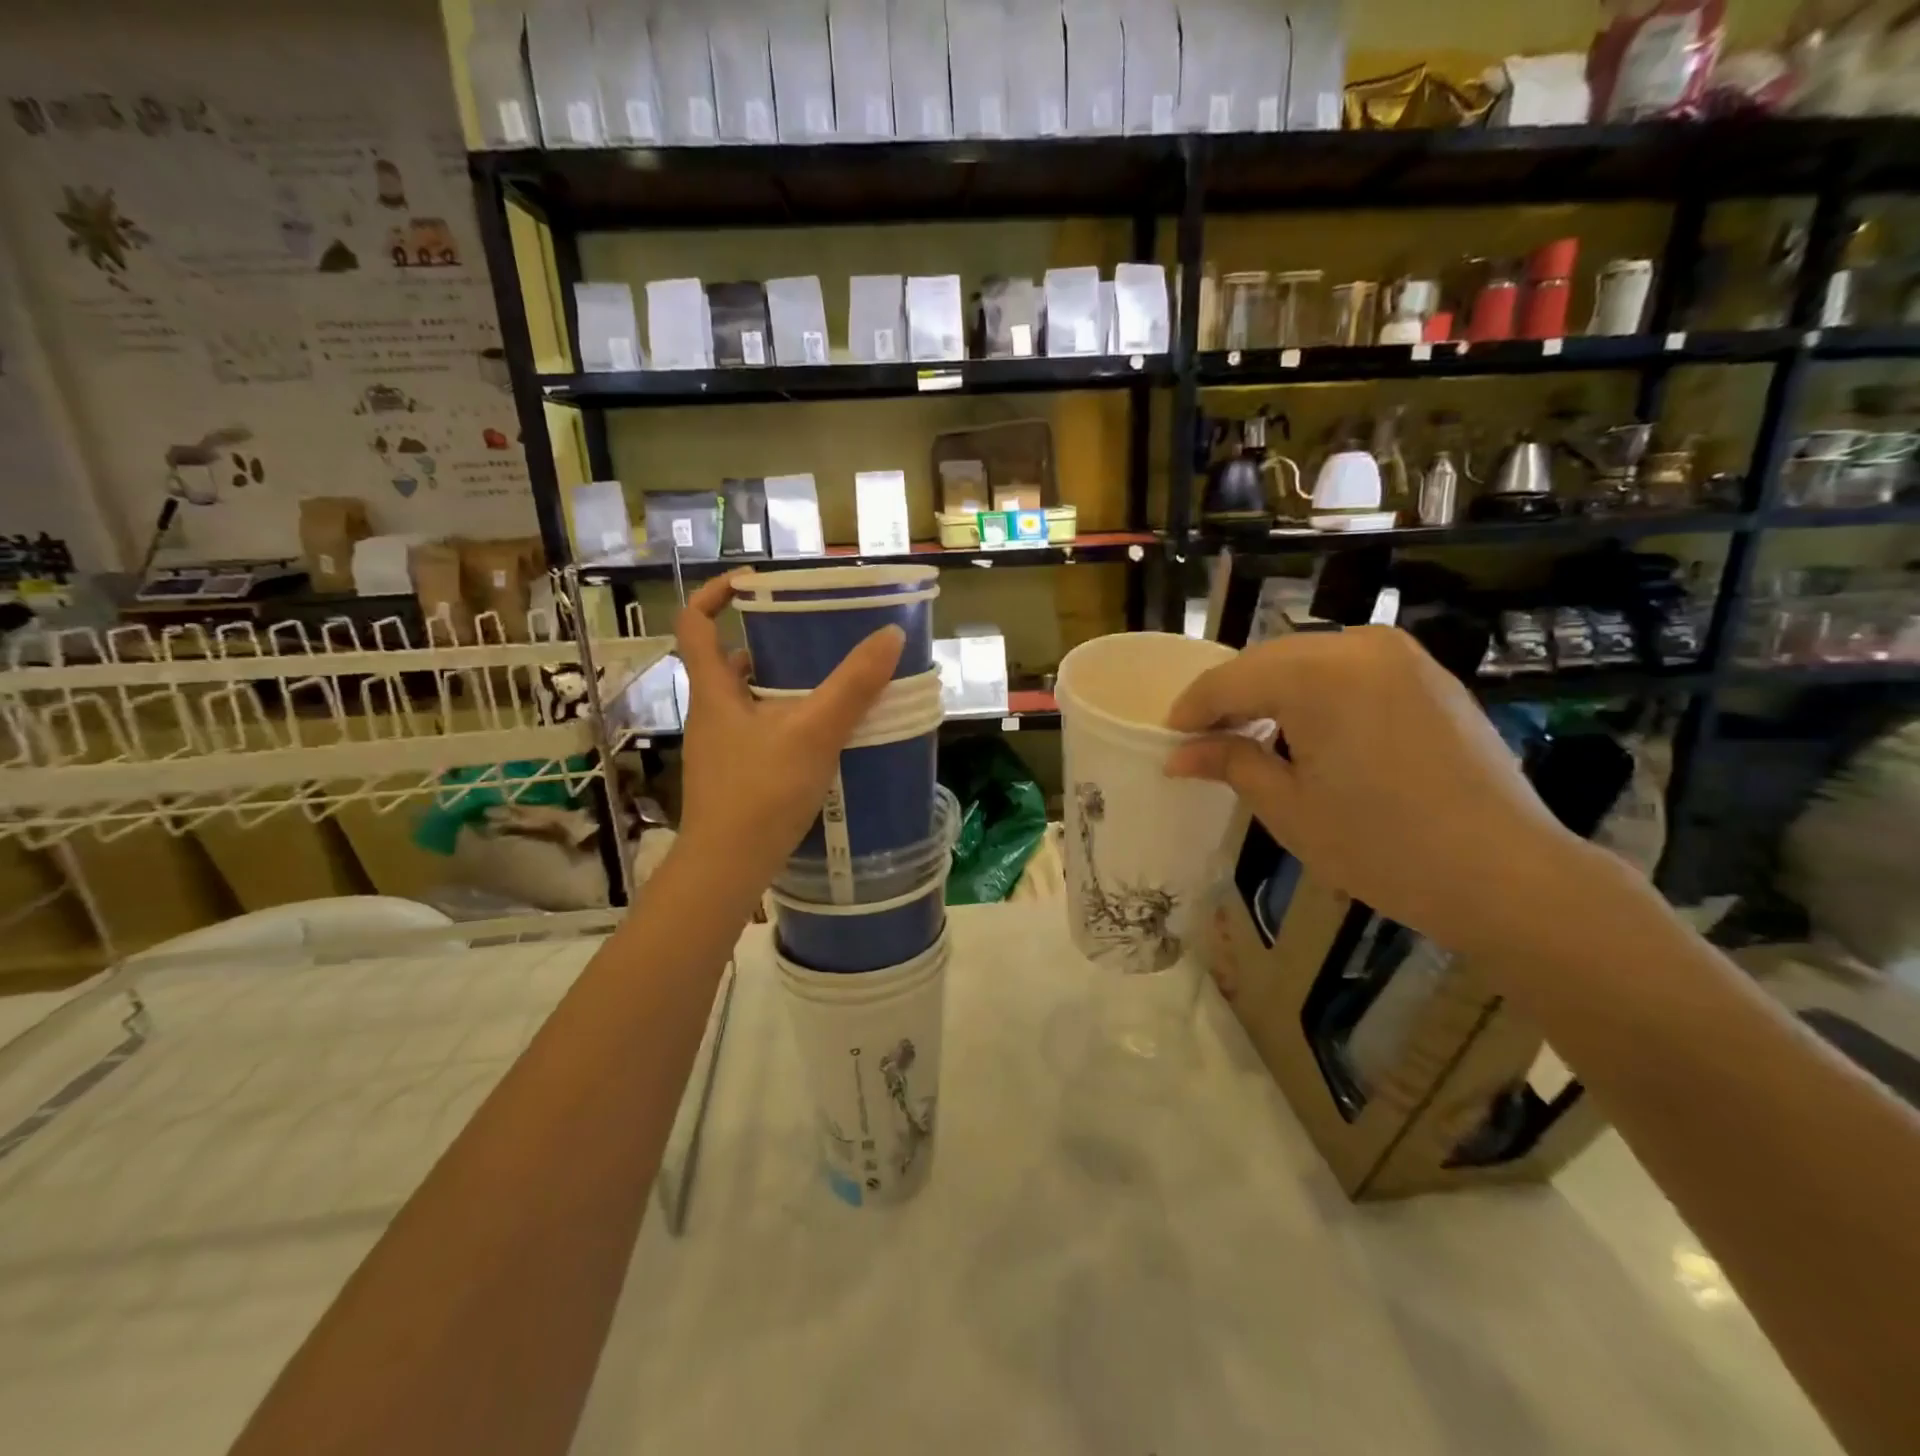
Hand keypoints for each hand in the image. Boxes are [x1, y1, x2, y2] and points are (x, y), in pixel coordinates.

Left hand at [672, 576, 903, 891]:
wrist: (728, 868)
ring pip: (748, 701)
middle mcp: (710, 714)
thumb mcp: (814, 732)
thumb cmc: (761, 792)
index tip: (754, 583)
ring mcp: (720, 748)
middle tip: (815, 639)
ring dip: (782, 687)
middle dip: (769, 645)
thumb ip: (853, 685)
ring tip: (830, 686)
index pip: (695, 624)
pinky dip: (787, 723)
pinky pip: (760, 733)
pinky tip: (823, 738)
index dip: (717, 594)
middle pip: (729, 662)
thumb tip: (890, 635)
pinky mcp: (735, 776)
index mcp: (714, 691)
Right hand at [1165, 627, 1590, 959]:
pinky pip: (1348, 669)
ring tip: (1250, 736)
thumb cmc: (1381, 846)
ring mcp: (1399, 655)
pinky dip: (1314, 692)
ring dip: (1271, 692)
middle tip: (1203, 741)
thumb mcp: (1288, 808)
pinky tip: (1306, 731)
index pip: (1229, 680)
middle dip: (1230, 697)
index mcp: (1318, 674)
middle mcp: (1358, 645)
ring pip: (1306, 661)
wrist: (1505, 874)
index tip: (1168, 739)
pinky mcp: (1426, 674)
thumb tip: (1178, 754)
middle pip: (1266, 661)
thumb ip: (1230, 763)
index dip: (1191, 710)